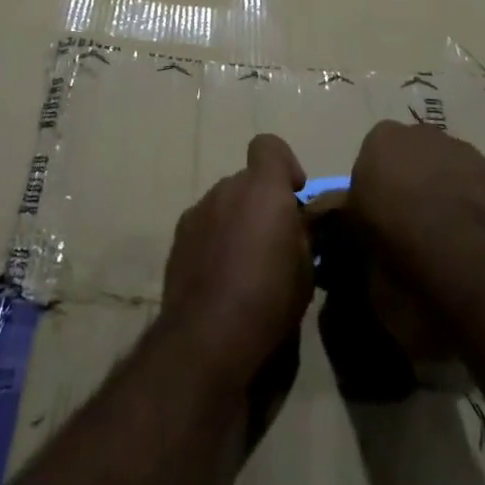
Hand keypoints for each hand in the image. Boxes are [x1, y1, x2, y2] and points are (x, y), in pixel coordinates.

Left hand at [161, 134, 313, 390]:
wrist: (207, 338)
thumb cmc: (269, 300)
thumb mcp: (306, 269)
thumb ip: (303, 234)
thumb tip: (298, 224)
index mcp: (262, 188)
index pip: (269, 146)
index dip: (284, 165)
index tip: (294, 196)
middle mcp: (227, 188)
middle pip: (247, 182)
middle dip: (260, 203)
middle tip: (274, 244)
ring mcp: (198, 211)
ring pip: (224, 205)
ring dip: (236, 223)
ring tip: (245, 267)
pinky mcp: (178, 238)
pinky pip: (204, 227)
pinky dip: (215, 242)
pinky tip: (221, 280)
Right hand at [346, 121, 484, 289]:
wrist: (436, 238)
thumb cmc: (385, 225)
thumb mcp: (355, 218)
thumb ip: (358, 207)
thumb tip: (353, 212)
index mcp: (383, 136)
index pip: (381, 149)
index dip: (385, 177)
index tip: (386, 202)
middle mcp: (422, 132)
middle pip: (422, 150)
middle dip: (422, 172)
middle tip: (420, 209)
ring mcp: (462, 150)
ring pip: (460, 162)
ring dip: (460, 181)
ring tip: (459, 215)